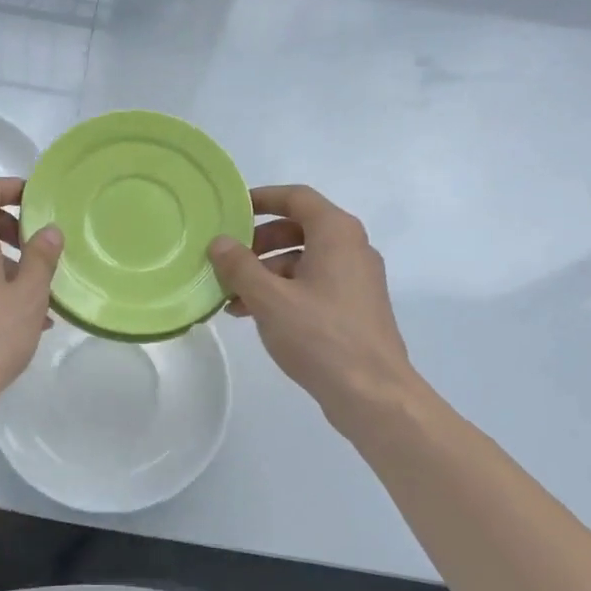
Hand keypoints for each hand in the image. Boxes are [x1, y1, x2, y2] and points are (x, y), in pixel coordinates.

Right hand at [208, 185, 415, 436]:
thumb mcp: (269, 299)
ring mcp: (356, 279)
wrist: (372, 392)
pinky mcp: (354, 306)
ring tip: (231, 297)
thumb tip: (218, 242)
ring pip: (303, 260)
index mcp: (336, 234)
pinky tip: (254, 314)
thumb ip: (240, 267)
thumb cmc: (320, 336)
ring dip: (266, 272)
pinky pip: (313, 284)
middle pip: (299, 228)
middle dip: (258, 242)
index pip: (296, 198)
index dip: (262, 199)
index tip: (230, 210)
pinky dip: (283, 291)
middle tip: (226, 259)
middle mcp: (351, 248)